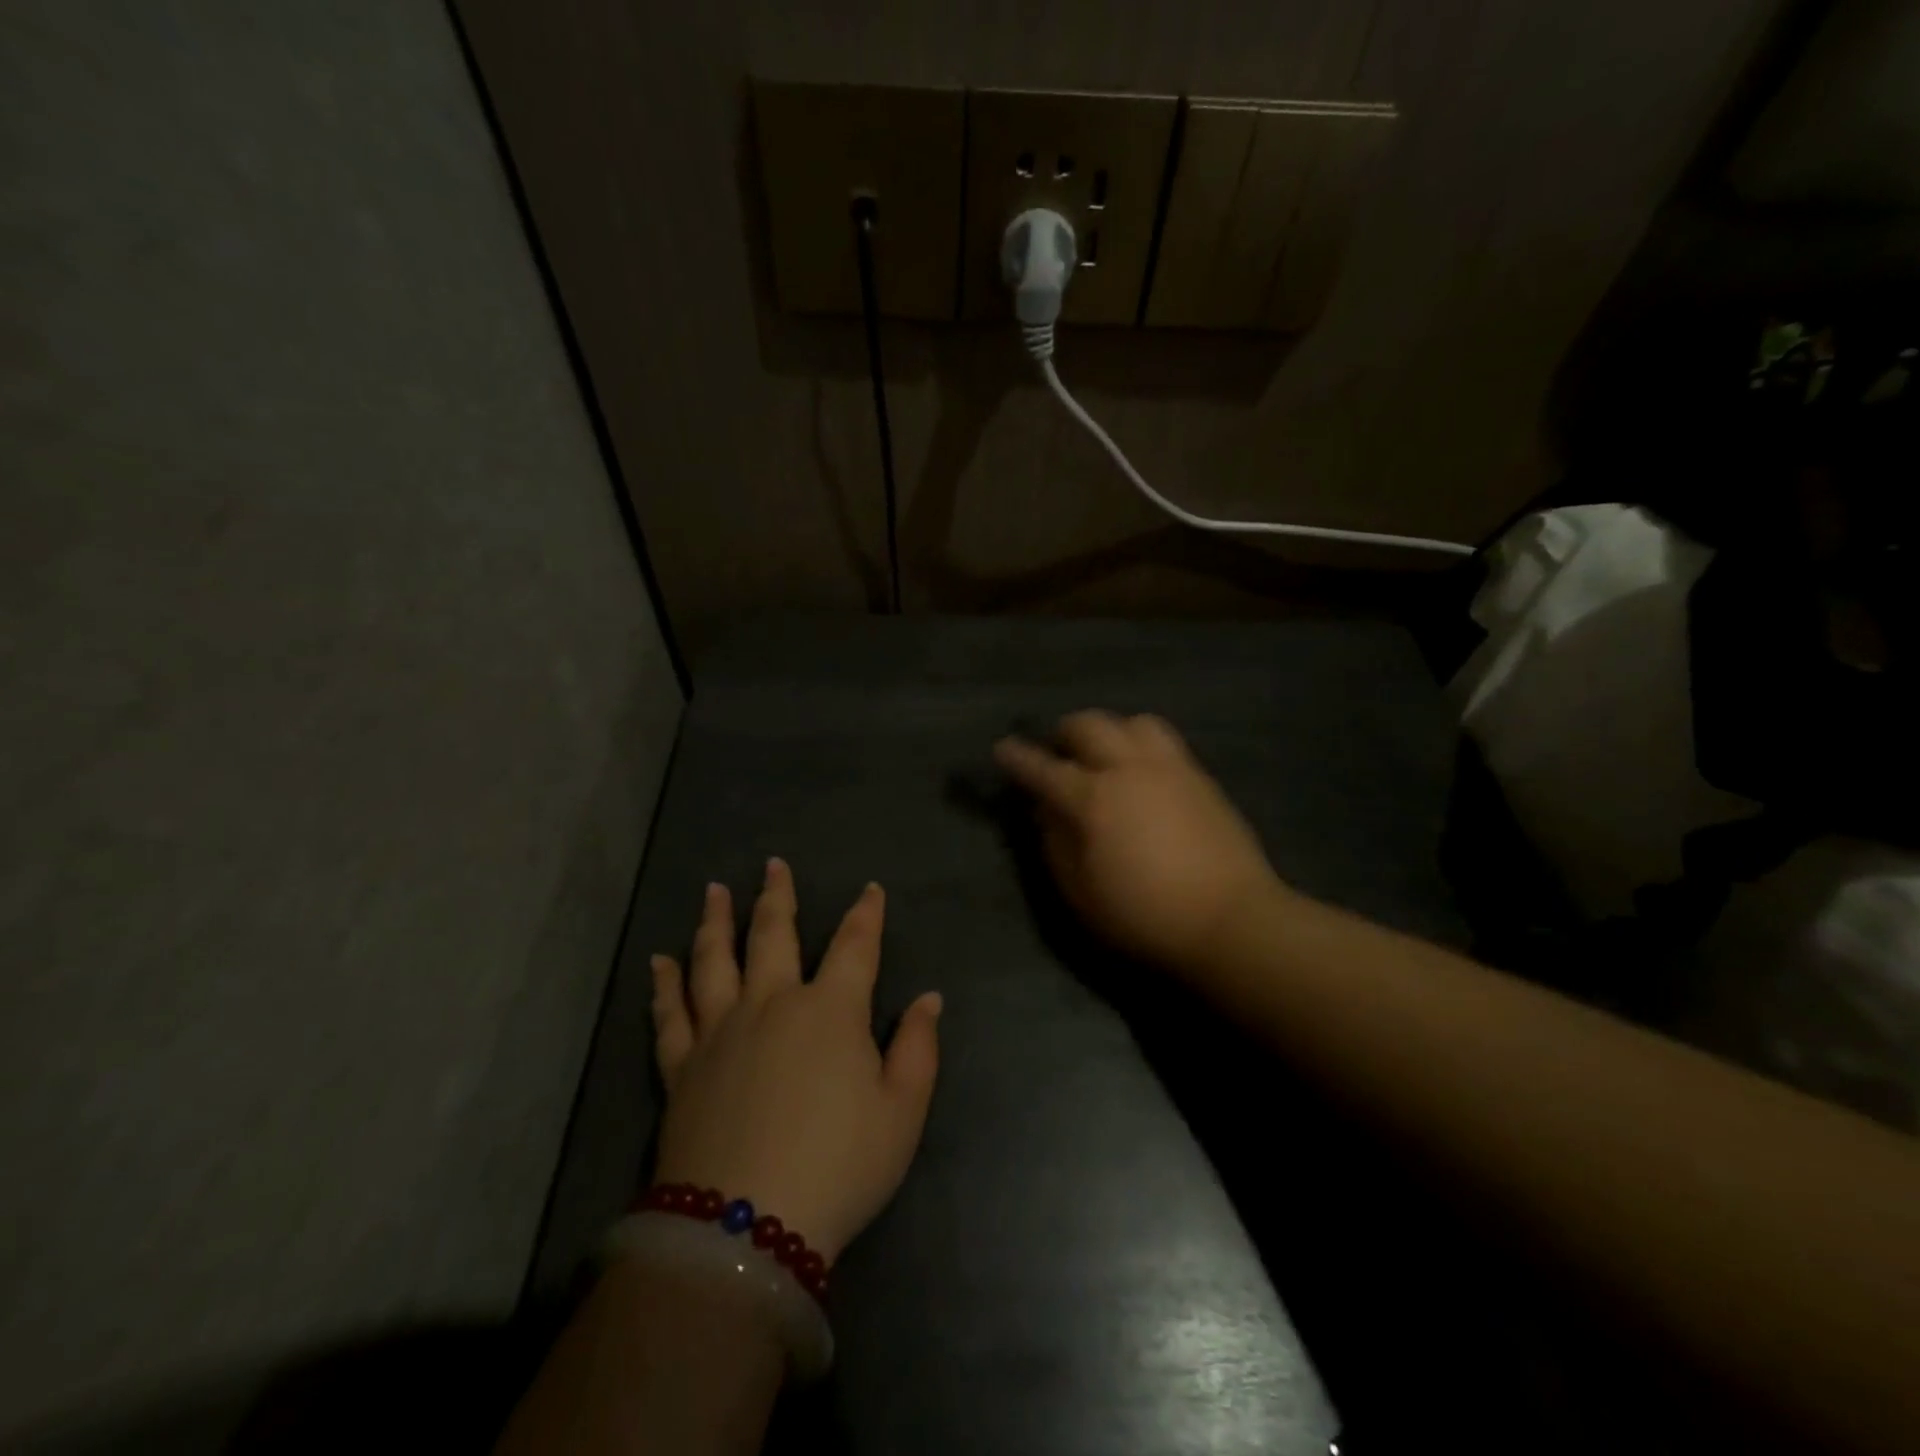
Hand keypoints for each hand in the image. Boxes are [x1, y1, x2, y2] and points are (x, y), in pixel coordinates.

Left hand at [647, 859, 941, 1262]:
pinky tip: (657, 964)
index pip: (855, 945)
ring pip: (714, 960)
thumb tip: (928, 999)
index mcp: (830, 1010)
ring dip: (715, 922)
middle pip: (773, 934)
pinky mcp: (682, 1066)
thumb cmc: (839, 1166)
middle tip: (772, 865)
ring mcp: (721, 1031)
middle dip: (777, 896)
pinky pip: (670, 1015)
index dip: (866, 914)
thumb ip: (918, 1048)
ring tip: (714, 891)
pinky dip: (663, 986)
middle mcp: (772, 1004)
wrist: (745, 1229)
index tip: (870, 890)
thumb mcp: (901, 1112)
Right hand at [993, 711, 1282, 968]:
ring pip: (1132, 722)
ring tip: (1104, 755)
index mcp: (1093, 798)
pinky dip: (1141, 744)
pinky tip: (1142, 772)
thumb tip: (1044, 810)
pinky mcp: (1200, 777)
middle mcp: (1129, 769)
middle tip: (1057, 753)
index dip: (1018, 757)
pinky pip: (1164, 741)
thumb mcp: (1080, 892)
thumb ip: (1055, 844)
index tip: (1003, 749)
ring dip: (1109, 731)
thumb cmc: (1144, 915)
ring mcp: (1169, 768)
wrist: (1230, 920)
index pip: (1044, 768)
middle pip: (1089, 725)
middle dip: (1064, 732)